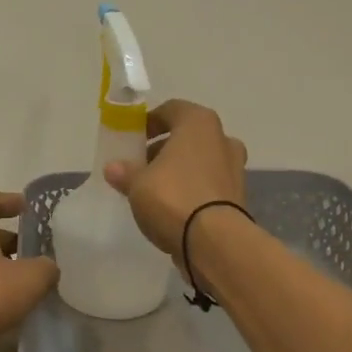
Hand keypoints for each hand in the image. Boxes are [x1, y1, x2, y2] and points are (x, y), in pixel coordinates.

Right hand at [102, 99, 247, 255]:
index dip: (150, 122)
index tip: (133, 139)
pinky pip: (208, 184)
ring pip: (200, 161)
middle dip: (163, 149)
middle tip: (141, 167)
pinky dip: (192, 189)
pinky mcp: (238, 196)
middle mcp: (222, 139)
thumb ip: (125, 172)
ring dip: (178, 171)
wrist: (214, 241)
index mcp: (199, 123)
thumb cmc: (173, 197)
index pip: (171, 110)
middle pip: (187, 137)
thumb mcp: (137, 184)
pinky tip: (173, 208)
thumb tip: (113, 168)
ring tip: (153, 191)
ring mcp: (234, 168)